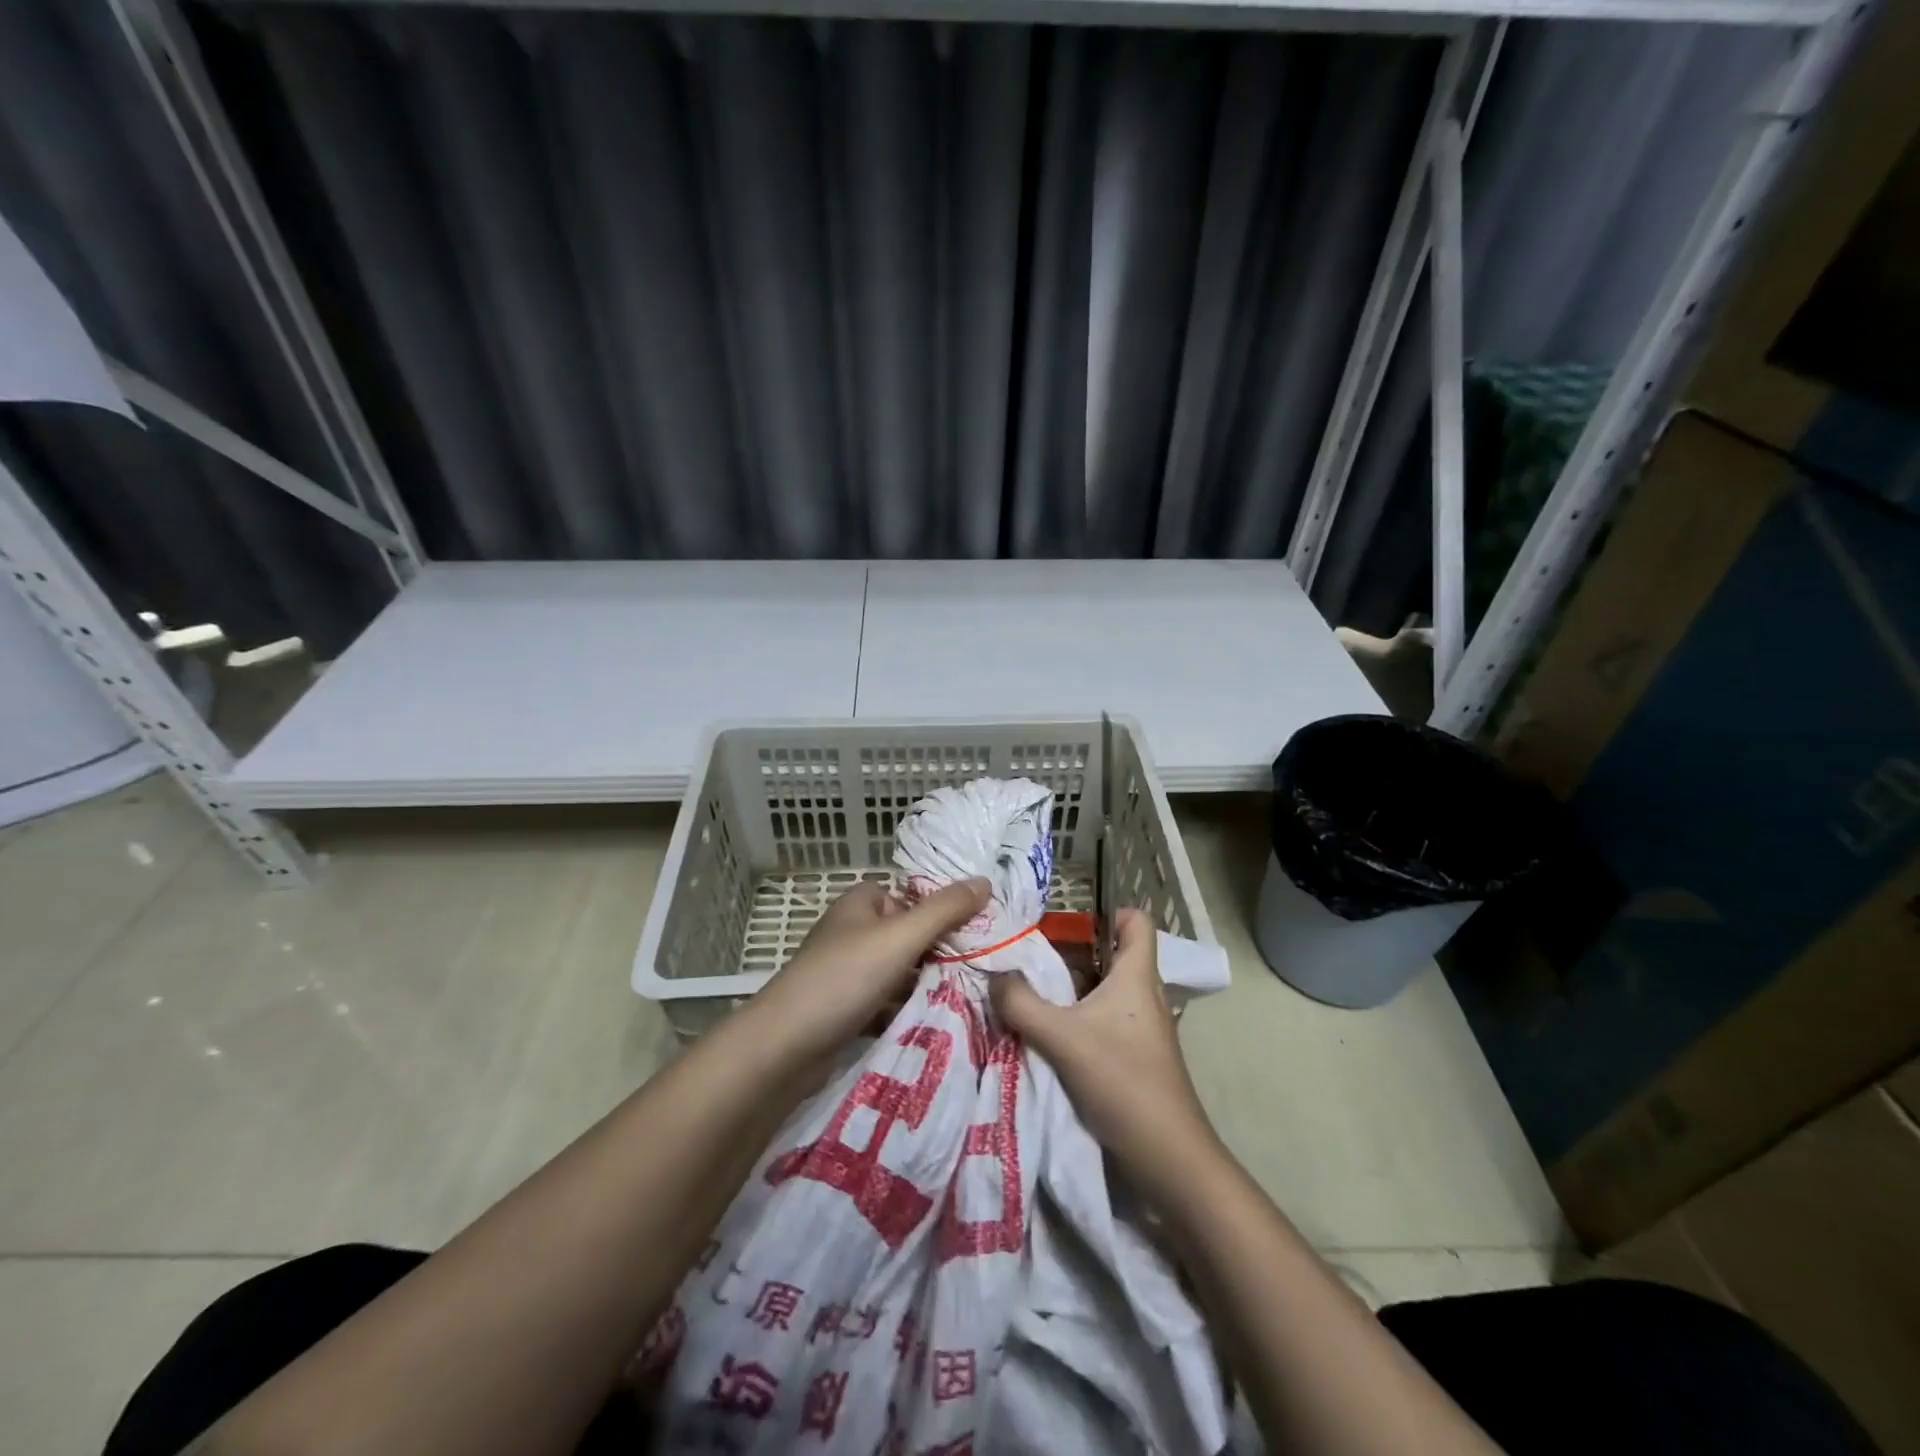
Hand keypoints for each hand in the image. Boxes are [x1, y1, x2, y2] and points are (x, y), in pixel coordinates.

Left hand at [744, 877, 991, 1062]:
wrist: (784, 1048)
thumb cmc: (843, 978)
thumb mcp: (900, 937)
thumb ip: (944, 910)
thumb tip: (985, 881)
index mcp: (861, 903)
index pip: (912, 896)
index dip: (943, 910)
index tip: (981, 930)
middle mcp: (853, 931)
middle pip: (909, 934)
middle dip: (941, 951)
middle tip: (983, 967)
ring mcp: (847, 972)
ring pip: (900, 971)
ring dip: (927, 983)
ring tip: (970, 995)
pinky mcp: (846, 1008)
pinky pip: (887, 1002)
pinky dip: (908, 1009)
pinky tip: (938, 1021)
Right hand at [991, 908, 1222, 1200]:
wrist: (1167, 1157)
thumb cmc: (1123, 1081)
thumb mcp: (1062, 1038)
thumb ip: (1021, 1003)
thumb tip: (995, 976)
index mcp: (1136, 976)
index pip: (1135, 921)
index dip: (1106, 912)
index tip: (1066, 923)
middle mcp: (1143, 994)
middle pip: (1109, 955)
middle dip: (1071, 952)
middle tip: (1029, 957)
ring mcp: (1140, 1028)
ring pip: (1102, 990)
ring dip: (1069, 989)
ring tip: (1028, 992)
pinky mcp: (1134, 1056)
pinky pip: (1102, 1021)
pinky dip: (1076, 1019)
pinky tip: (1046, 1033)